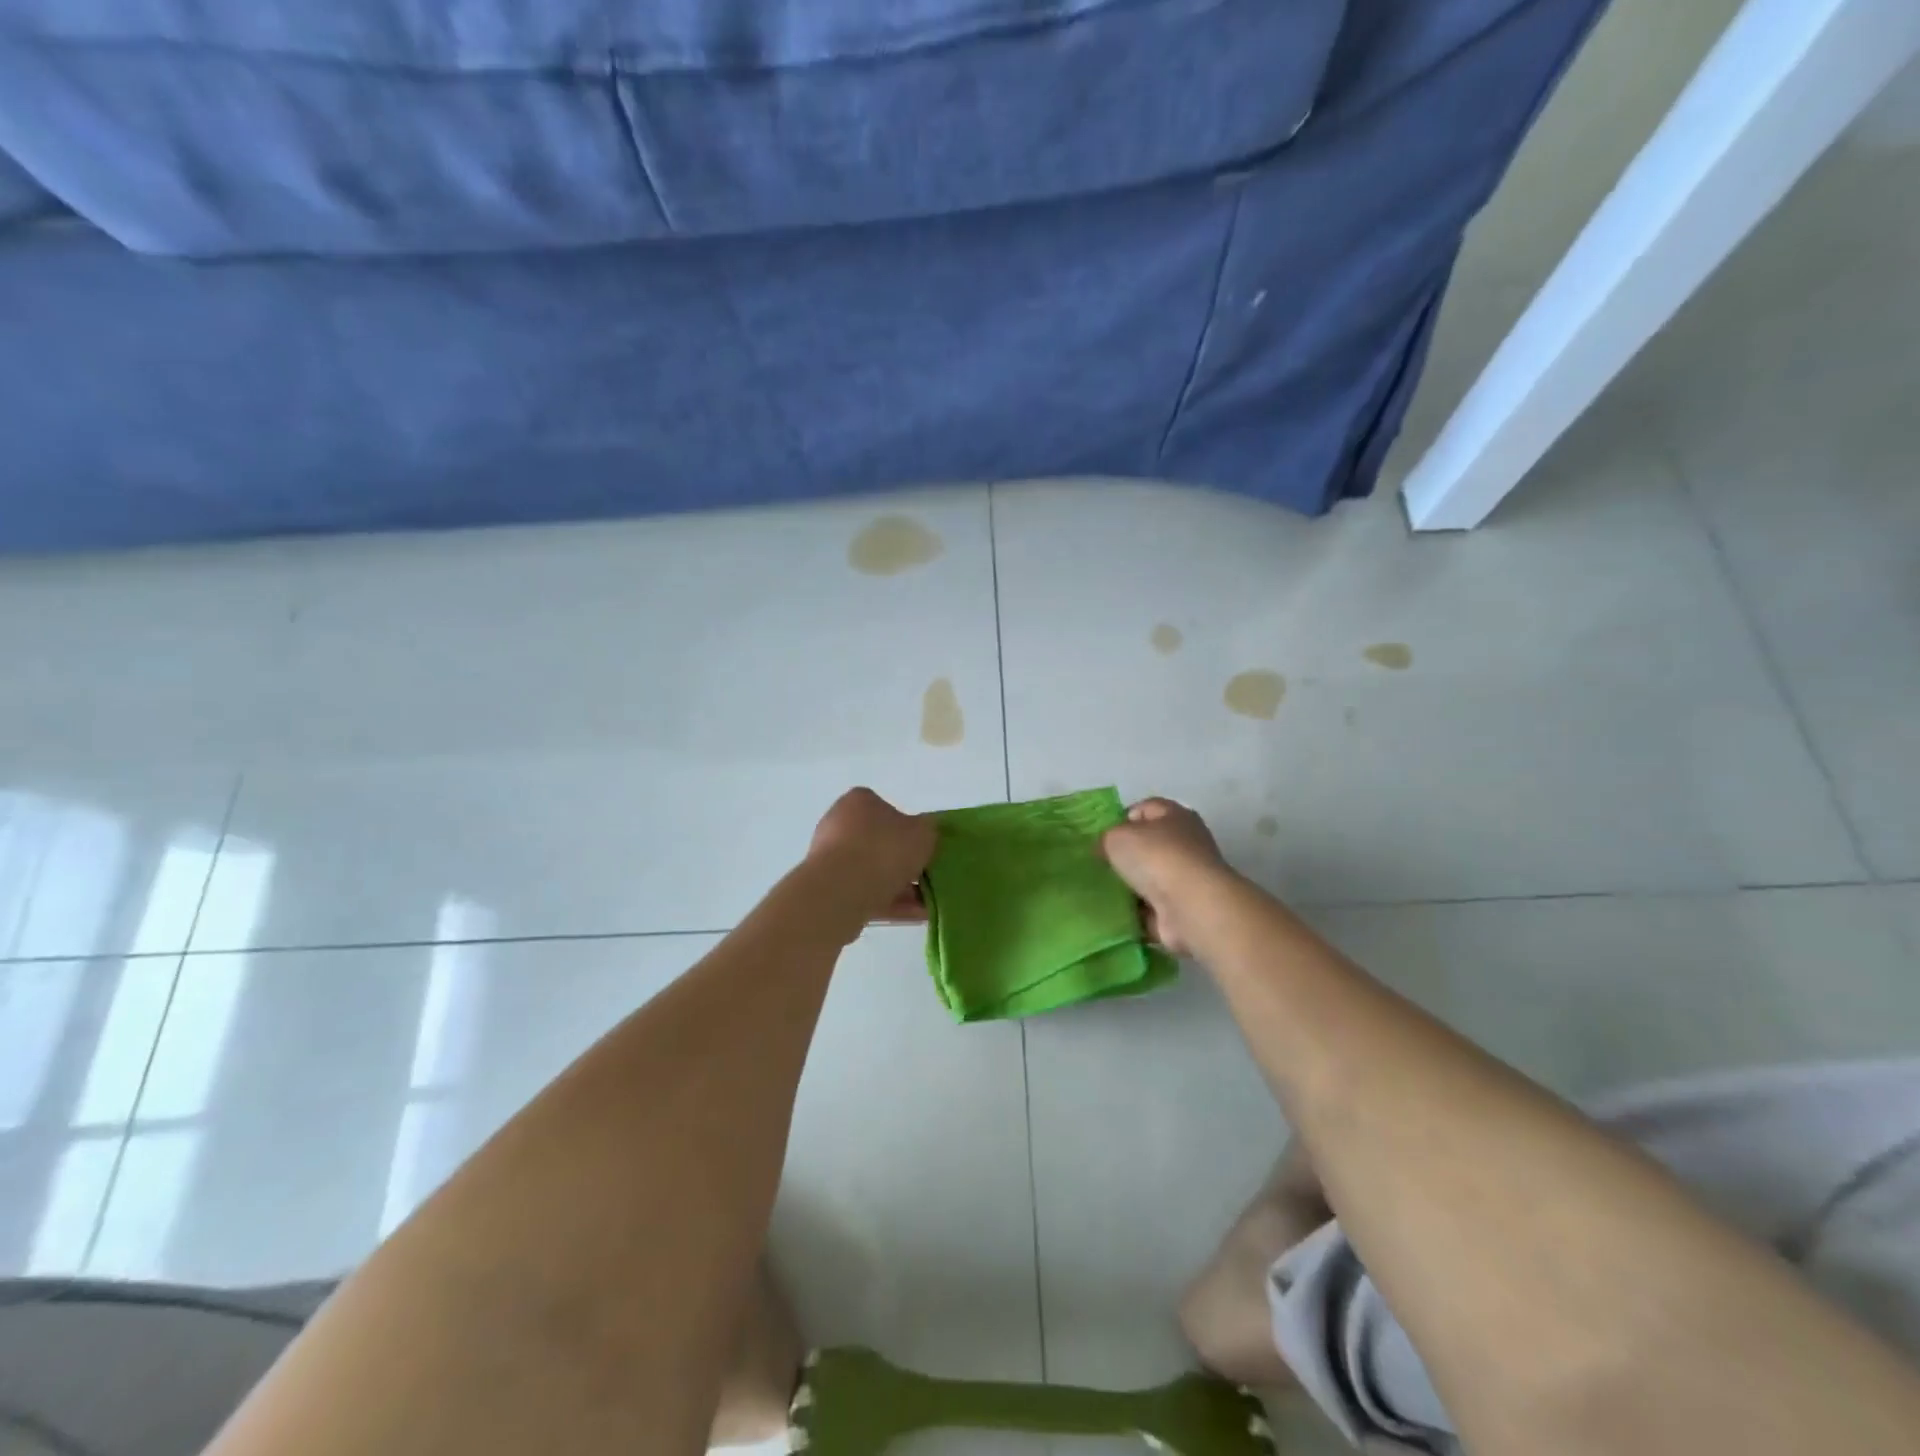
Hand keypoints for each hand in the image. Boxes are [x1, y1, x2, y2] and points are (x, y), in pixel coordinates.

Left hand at [807, 788, 934, 923]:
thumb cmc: (884, 850)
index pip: (886, 809)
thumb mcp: (923, 833)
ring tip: (927, 905)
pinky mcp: (827, 889)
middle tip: (927, 877)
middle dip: (904, 863)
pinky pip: (864, 893)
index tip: (923, 847)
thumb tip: (925, 834)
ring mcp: (829, 858)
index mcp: (858, 802)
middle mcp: (838, 824)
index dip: (908, 828)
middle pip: (879, 843)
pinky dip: (888, 903)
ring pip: (872, 872)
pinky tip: (914, 916)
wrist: (841, 892)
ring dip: (900, 888)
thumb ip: (929, 831)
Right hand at [1100, 798, 1232, 955]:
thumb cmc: (1156, 858)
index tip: (1100, 837)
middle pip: (1149, 846)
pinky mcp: (1184, 910)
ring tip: (1101, 891)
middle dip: (1125, 856)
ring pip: (1150, 879)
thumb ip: (1107, 838)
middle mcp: (1187, 844)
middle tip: (1098, 865)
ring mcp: (1187, 880)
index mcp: (1175, 816)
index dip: (1121, 819)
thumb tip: (1105, 849)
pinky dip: (1136, 913)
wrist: (1191, 908)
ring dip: (1130, 887)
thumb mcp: (1117, 836)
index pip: (1145, 809)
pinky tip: (1115, 914)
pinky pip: (1152, 909)